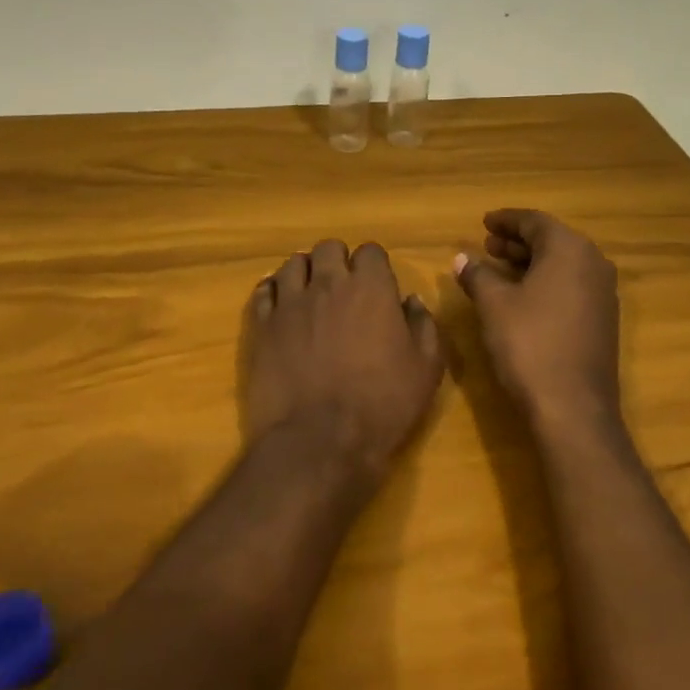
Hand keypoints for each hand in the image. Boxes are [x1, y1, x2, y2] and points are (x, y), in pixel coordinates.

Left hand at [244, 240, 444, 479]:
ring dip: (305, 273)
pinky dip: (273, 293)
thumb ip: (423, 325)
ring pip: (292, 264)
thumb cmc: (383, 404)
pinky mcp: (262, 326)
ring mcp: (290, 303)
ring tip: (310, 296)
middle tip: (343, 288)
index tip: (378, 287)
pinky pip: (263, 291)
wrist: (320, 440)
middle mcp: (328, 284)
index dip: (374, 266)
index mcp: (371, 288)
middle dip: (337, 261)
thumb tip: (410, 301)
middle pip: (328, 248)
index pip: (370, 251)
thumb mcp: (426, 368)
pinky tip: (281, 308)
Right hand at [454, 209, 621, 431]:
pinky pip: (572, 285)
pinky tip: (523, 296)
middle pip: (552, 240)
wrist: (573, 408)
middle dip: (518, 242)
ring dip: (531, 262)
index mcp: (569, 249)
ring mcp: (603, 293)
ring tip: (499, 268)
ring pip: (563, 264)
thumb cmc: (529, 344)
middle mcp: (593, 263)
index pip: (534, 221)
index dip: (506, 220)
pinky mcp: (603, 319)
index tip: (484, 223)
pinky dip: (546, 282)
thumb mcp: (494, 305)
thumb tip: (462, 258)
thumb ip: (478, 275)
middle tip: (487, 246)